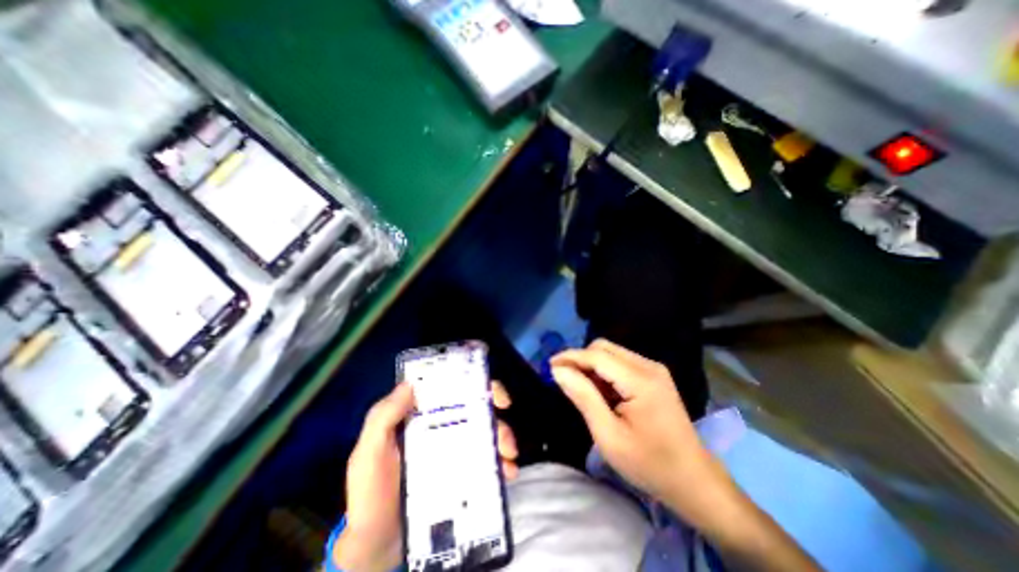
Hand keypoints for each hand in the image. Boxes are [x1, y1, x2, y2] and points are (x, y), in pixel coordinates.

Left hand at [334, 380, 513, 571]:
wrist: (375, 546)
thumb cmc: (370, 493)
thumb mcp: (368, 453)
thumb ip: (383, 418)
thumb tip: (410, 384)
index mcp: (423, 416)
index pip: (451, 390)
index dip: (476, 384)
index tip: (494, 393)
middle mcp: (441, 427)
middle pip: (475, 410)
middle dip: (496, 416)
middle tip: (506, 434)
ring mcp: (453, 451)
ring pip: (484, 434)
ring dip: (503, 439)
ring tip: (510, 458)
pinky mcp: (460, 474)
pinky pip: (485, 462)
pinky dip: (500, 464)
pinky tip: (507, 474)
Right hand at [549, 339, 723, 523]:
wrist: (693, 480)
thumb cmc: (649, 464)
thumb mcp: (609, 435)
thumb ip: (583, 397)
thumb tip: (558, 370)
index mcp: (640, 380)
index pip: (597, 355)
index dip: (570, 357)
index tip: (549, 366)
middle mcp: (648, 366)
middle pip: (603, 348)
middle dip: (580, 359)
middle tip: (564, 380)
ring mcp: (653, 369)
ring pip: (611, 353)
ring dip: (591, 366)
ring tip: (582, 390)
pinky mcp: (653, 375)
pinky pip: (620, 363)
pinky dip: (604, 372)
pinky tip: (601, 392)